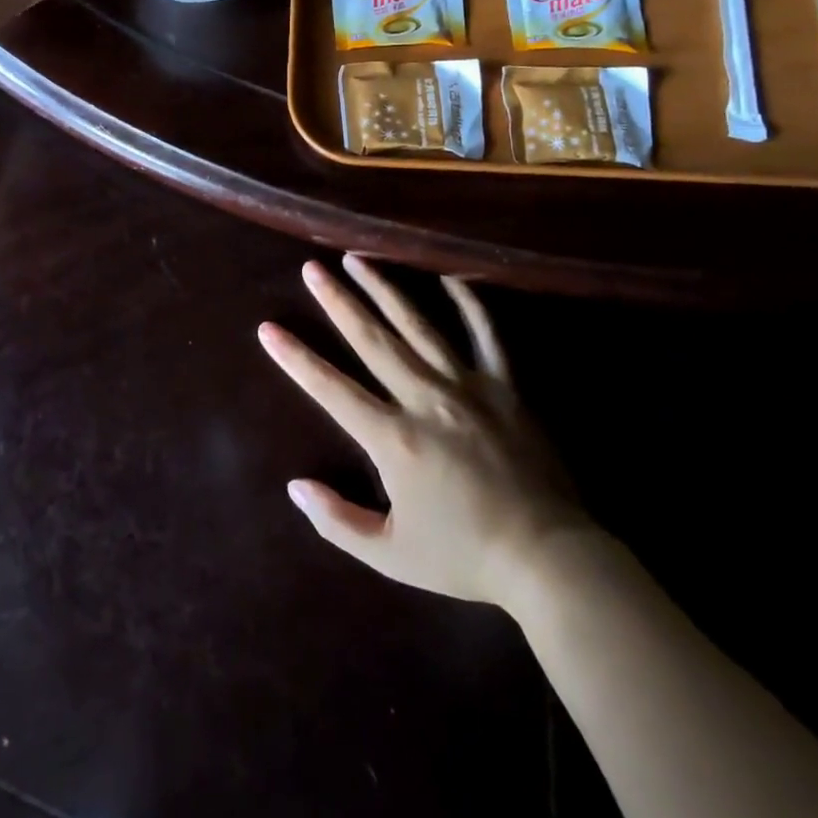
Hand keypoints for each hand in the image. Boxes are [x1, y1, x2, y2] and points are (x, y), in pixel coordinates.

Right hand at [258, 255, 586, 606]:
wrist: (549, 559)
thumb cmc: (465, 557)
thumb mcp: (391, 555)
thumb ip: (338, 521)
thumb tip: (295, 487)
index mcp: (393, 438)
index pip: (331, 388)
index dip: (296, 358)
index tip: (268, 328)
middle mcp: (425, 399)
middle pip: (371, 339)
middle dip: (337, 301)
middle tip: (312, 268)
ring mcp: (467, 386)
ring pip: (418, 325)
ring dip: (384, 289)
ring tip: (358, 258)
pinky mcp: (504, 386)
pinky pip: (485, 334)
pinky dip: (468, 303)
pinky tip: (449, 277)